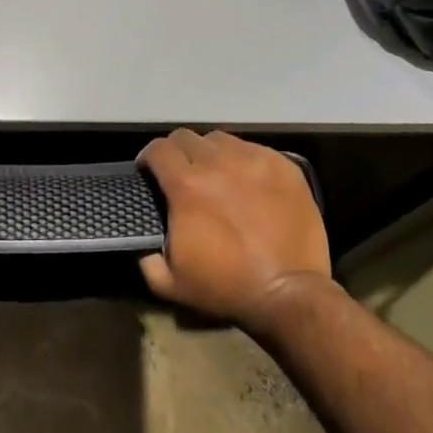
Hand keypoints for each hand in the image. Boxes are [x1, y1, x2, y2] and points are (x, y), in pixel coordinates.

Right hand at [138, 129, 331, 329]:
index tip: (150, 173)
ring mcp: (254, 160)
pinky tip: (248, 182)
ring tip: (217, 175)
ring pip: (220, 140)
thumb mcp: (170, 283)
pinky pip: (253, 149)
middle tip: (183, 175)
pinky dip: (243, 161)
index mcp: (187, 185)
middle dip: (177, 153)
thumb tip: (142, 242)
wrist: (290, 295)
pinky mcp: (283, 166)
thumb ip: (146, 258)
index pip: (158, 149)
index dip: (148, 158)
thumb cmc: (228, 288)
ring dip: (211, 154)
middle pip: (186, 137)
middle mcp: (218, 162)